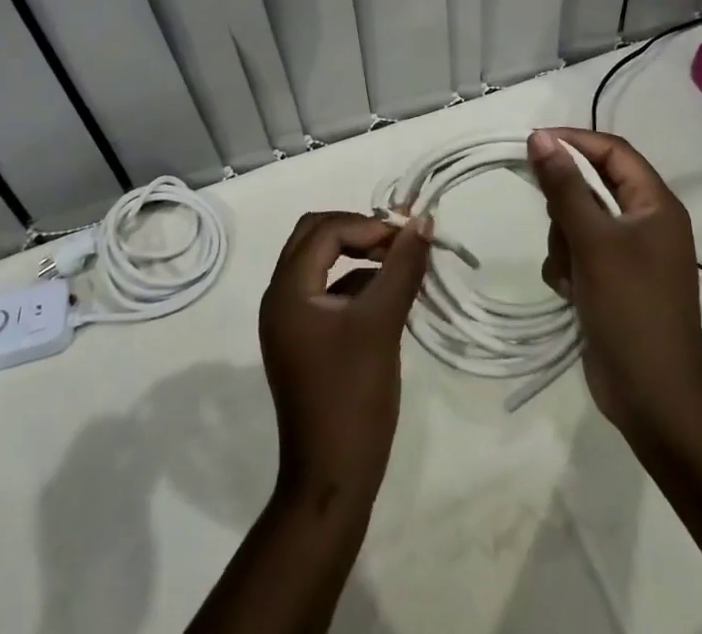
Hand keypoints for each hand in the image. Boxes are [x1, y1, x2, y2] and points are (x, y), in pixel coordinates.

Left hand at [258, 211, 431, 514]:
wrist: (332, 480)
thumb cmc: (353, 396)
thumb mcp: (382, 323)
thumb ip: (401, 267)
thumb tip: (421, 221)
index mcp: (288, 290)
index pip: (325, 230)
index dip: (367, 225)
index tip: (406, 238)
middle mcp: (280, 297)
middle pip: (315, 237)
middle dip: (358, 231)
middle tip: (398, 242)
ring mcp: (289, 321)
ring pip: (320, 263)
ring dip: (357, 255)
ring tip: (399, 265)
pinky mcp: (302, 341)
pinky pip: (326, 292)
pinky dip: (354, 283)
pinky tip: (387, 298)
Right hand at [528, 128, 701, 437]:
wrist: (654, 400)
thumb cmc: (631, 309)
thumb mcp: (593, 241)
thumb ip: (564, 186)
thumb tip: (540, 137)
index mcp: (656, 205)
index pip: (612, 151)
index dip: (574, 141)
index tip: (533, 144)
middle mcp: (646, 223)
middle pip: (592, 186)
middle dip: (566, 205)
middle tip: (557, 224)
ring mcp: (631, 255)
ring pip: (579, 220)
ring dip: (564, 242)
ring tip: (570, 273)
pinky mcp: (613, 282)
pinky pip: (579, 253)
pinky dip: (568, 267)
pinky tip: (569, 292)